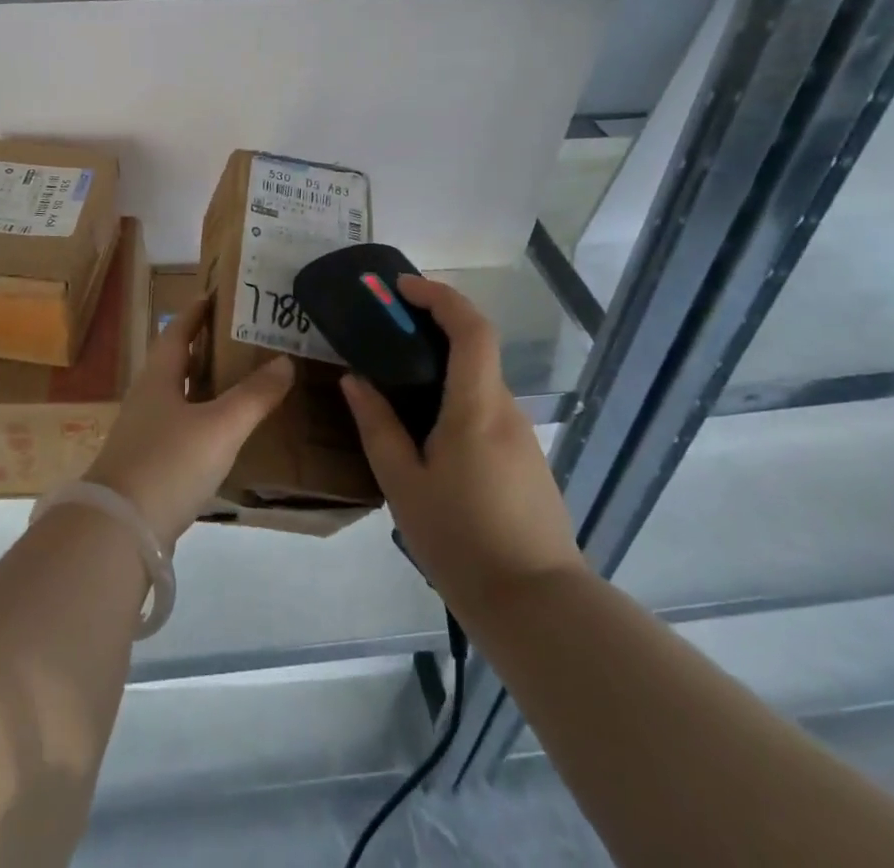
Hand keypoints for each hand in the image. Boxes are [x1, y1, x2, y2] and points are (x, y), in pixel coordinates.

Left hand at [85, 296, 293, 549]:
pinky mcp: (148, 467)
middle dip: (207, 349)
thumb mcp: (220, 426)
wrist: (118, 531)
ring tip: (243, 383)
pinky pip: (181, 430)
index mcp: (159, 378)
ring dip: (206, 387)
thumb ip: (254, 395)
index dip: (196, 313)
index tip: (217, 296)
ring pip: (179, 398)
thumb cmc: (168, 463)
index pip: (177, 332)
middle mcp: (147, 399)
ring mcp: (144, 434)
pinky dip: (204, 423)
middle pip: (177, 363)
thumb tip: (285, 360)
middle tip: (245, 340)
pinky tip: (225, 435)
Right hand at [340, 275, 583, 609]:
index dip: (440, 296)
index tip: (402, 287)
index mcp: (477, 407)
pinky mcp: (527, 461)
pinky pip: (488, 412)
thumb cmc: (461, 541)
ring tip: (398, 389)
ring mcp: (523, 437)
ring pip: (480, 384)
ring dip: (444, 369)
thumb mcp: (403, 484)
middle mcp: (507, 410)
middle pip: (476, 350)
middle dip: (434, 328)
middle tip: (387, 334)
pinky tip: (430, 436)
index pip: (471, 328)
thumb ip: (377, 426)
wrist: (538, 607)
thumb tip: (355, 379)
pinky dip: (458, 400)